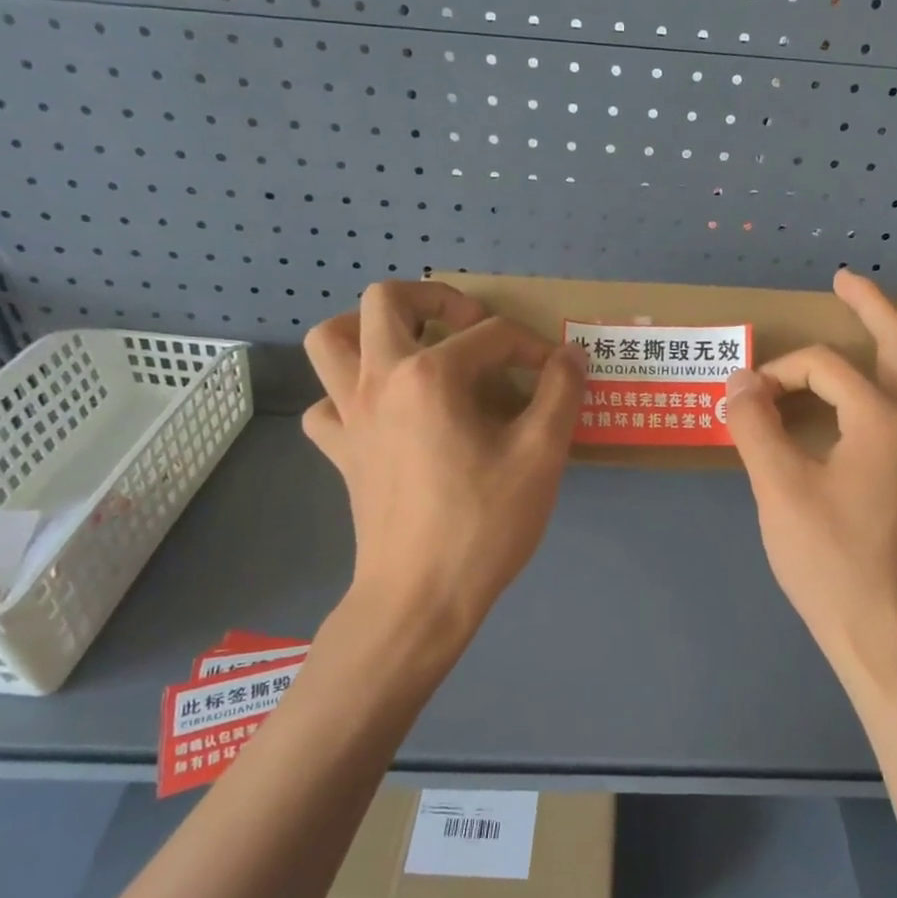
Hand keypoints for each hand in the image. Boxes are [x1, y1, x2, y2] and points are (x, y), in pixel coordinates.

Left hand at [303, 281, 587, 644]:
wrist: (420, 598)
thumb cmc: (483, 524)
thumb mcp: (541, 456)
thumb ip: (560, 394)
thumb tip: (570, 355)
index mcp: (430, 375)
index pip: (492, 336)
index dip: (533, 348)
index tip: (557, 376)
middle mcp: (379, 380)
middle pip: (386, 300)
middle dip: (434, 299)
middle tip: (469, 328)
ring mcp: (349, 415)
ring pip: (330, 339)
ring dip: (368, 330)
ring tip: (410, 348)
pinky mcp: (340, 452)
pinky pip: (326, 404)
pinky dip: (348, 395)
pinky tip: (383, 414)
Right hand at [725, 270, 896, 673]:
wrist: (878, 628)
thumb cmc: (827, 557)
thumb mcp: (778, 486)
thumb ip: (756, 425)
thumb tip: (739, 383)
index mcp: (882, 418)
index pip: (824, 367)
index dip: (778, 373)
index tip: (743, 402)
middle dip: (873, 307)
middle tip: (845, 280)